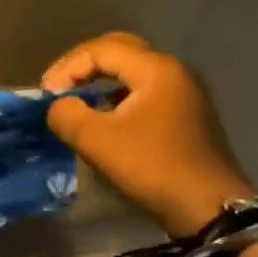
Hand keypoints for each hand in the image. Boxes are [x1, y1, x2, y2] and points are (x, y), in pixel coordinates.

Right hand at [41, 32, 255, 237]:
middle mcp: (173, 71)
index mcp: (156, 70)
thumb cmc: (152, 167)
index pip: (101, 49)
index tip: (47, 95)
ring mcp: (183, 92)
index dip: (67, 67)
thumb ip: (66, 114)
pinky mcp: (185, 113)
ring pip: (132, 70)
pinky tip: (101, 117)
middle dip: (83, 65)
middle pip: (120, 50)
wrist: (209, 207)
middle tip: (58, 85)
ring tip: (74, 101)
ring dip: (99, 80)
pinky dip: (116, 95)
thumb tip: (60, 105)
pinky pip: (143, 90)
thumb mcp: (96, 141)